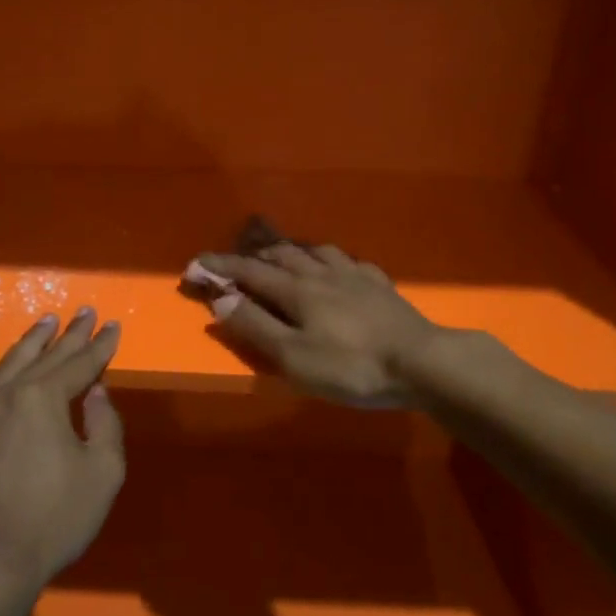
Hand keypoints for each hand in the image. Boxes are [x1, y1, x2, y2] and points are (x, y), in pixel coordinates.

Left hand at [0, 309, 124, 599]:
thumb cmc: (55, 518)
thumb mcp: (102, 473)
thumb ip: (104, 424)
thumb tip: (95, 393)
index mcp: (44, 400)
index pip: (80, 365)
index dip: (100, 346)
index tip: (113, 326)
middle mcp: (7, 394)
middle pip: (45, 358)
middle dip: (70, 336)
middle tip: (86, 313)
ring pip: (7, 365)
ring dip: (30, 342)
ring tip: (47, 321)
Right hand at [195, 245, 439, 406]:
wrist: (421, 362)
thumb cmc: (352, 366)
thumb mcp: (294, 356)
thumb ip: (256, 327)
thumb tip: (222, 300)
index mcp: (297, 290)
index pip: (249, 272)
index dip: (220, 267)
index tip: (195, 265)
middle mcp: (321, 273)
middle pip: (281, 254)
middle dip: (252, 255)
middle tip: (235, 262)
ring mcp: (354, 275)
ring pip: (314, 251)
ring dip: (289, 250)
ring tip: (280, 255)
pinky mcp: (379, 284)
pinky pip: (347, 261)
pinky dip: (328, 259)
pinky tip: (335, 267)